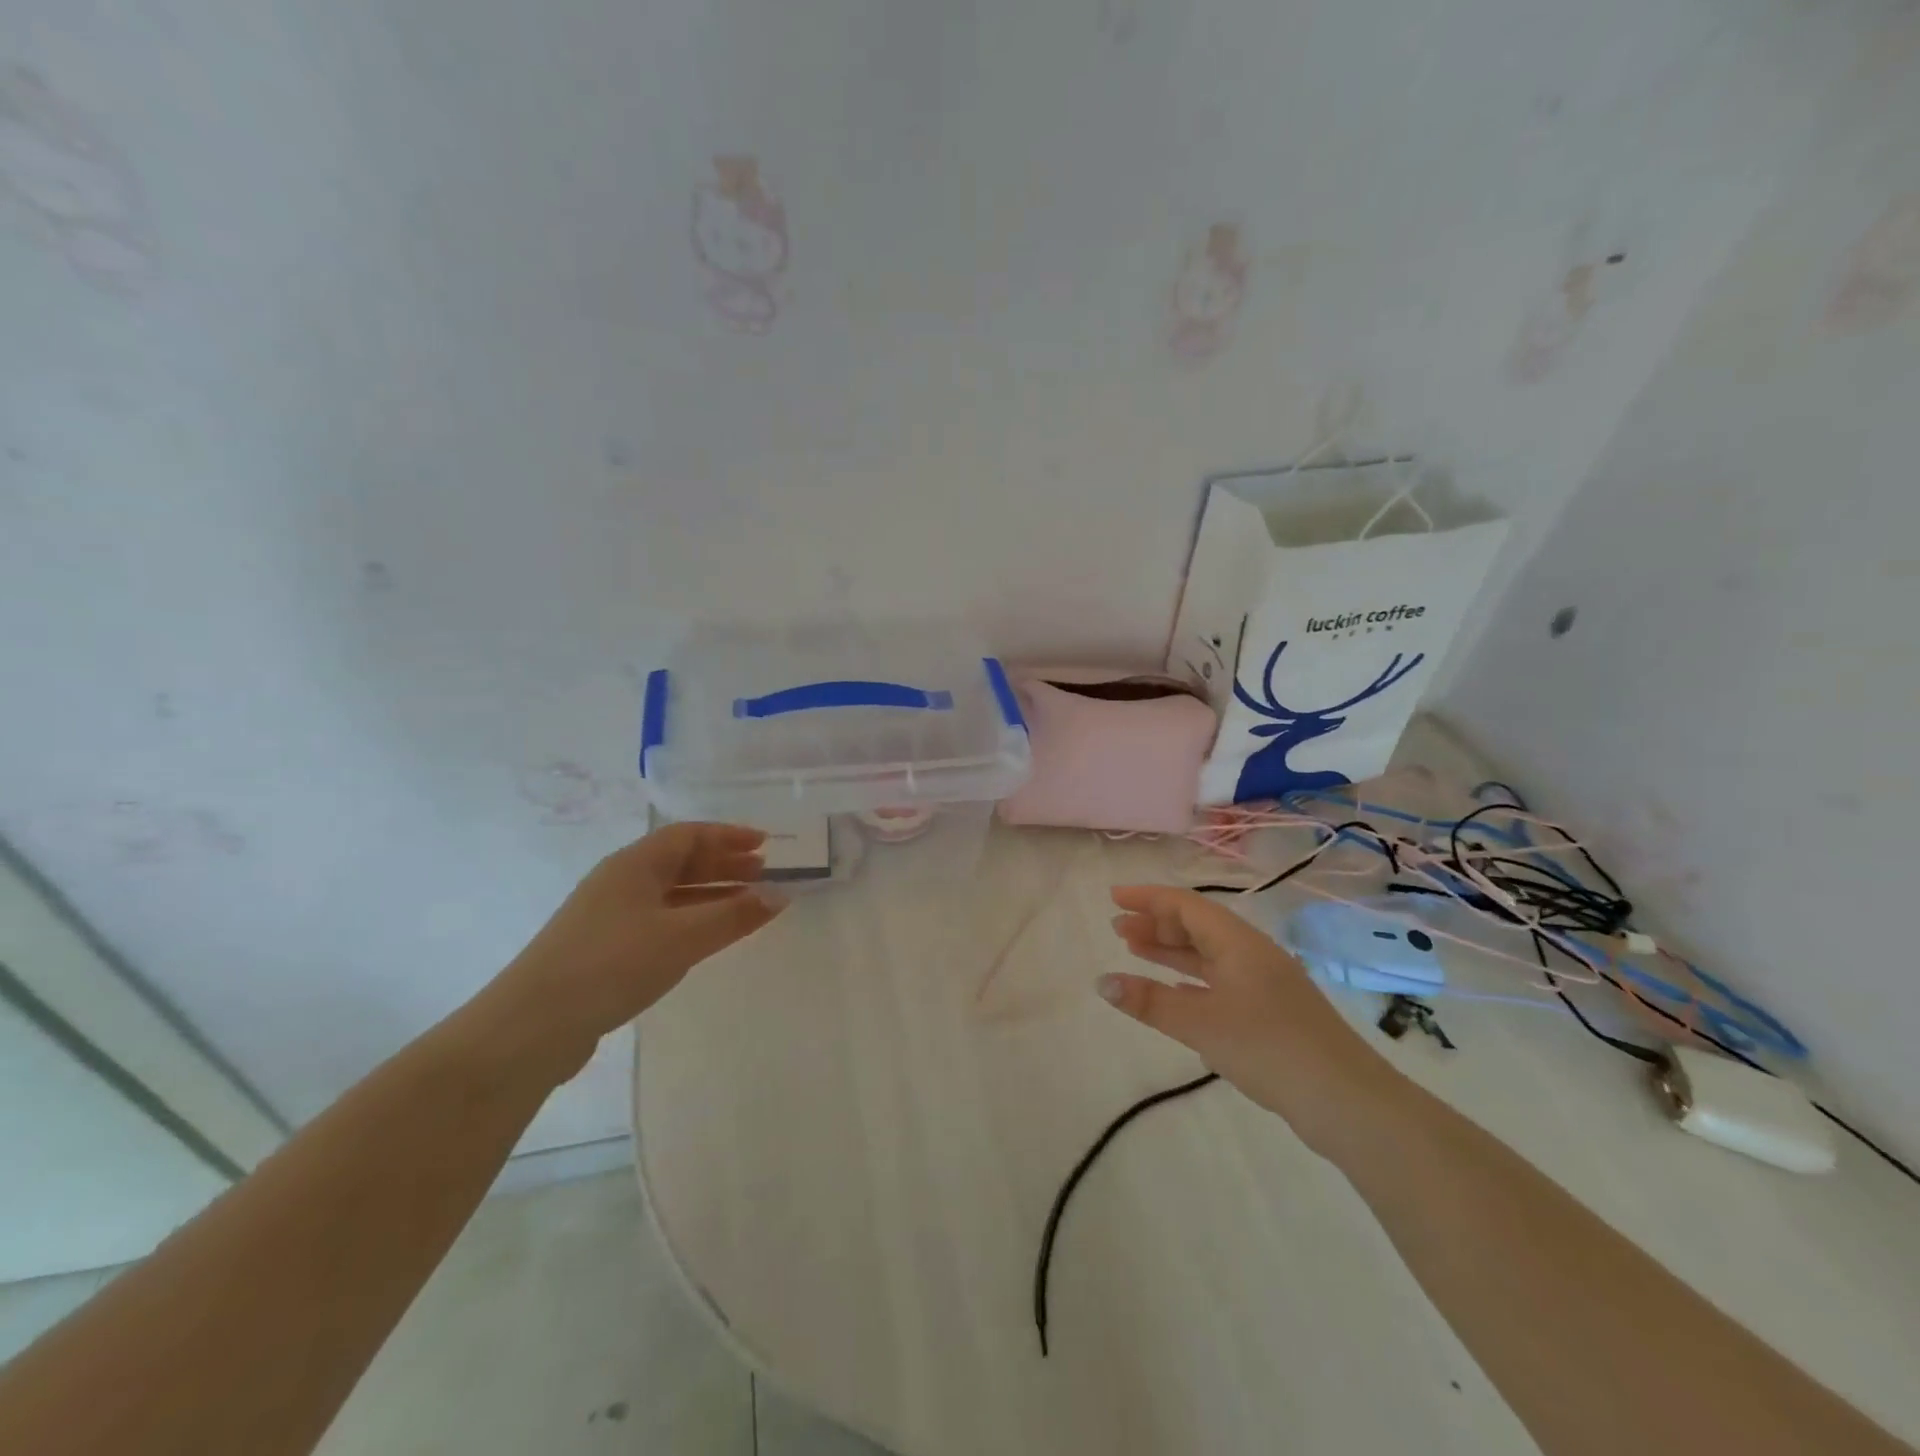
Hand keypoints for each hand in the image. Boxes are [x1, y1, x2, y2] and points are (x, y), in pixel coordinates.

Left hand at [492, 824, 781, 1064]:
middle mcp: (620, 881)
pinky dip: (691, 920)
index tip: (766, 844)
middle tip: (762, 872)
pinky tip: (706, 937)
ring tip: (745, 904)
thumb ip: (734, 915)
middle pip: (680, 861)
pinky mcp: (603, 948)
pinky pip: (659, 919)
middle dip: (723, 864)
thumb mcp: (683, 937)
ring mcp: (609, 915)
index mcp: (635, 864)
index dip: (729, 836)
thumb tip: (781, 894)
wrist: (532, 1026)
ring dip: (710, 894)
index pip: (689, 835)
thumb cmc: (613, 964)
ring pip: (670, 893)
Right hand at [1099, 885, 1403, 1154]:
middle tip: (1118, 929)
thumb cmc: (1268, 1048)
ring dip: (1171, 950)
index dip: (1147, 898)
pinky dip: (1189, 977)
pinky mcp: (1270, 1012)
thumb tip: (1102, 982)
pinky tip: (1173, 990)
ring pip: (1208, 954)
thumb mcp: (1201, 1023)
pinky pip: (1219, 979)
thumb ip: (1150, 1001)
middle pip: (1197, 925)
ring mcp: (1264, 983)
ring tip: (1134, 950)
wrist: (1347, 1101)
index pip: (1185, 905)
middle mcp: (1251, 954)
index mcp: (1238, 943)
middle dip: (1156, 923)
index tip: (1113, 897)